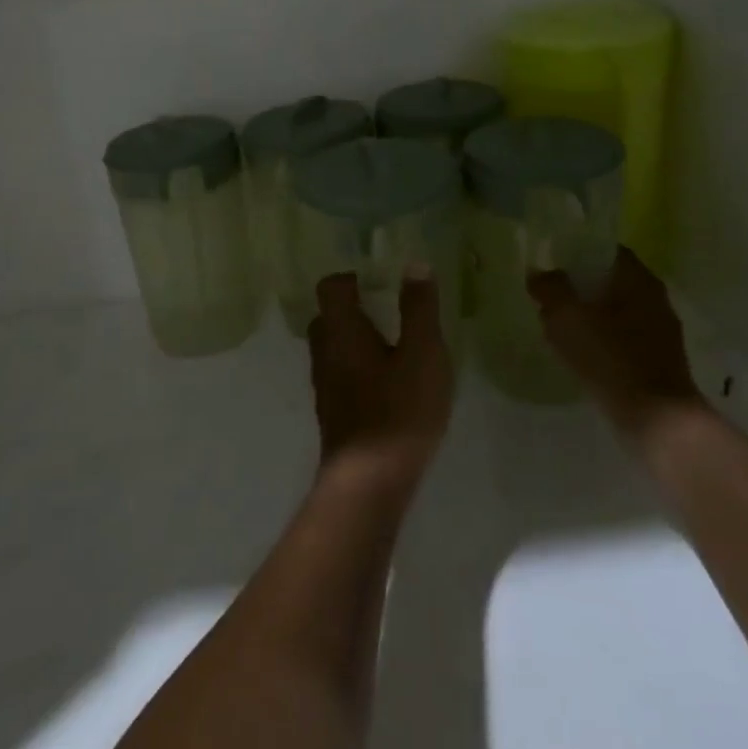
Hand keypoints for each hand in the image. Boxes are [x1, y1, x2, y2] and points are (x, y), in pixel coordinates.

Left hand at [307, 270, 454, 494]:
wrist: (369, 483)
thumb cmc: (399, 411)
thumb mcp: (422, 354)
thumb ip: (419, 309)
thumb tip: (414, 264)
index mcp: (342, 331)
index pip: (330, 288)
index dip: (350, 278)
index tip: (377, 280)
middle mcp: (325, 354)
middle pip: (327, 318)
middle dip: (351, 310)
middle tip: (385, 310)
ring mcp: (325, 388)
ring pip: (332, 350)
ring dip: (354, 342)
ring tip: (391, 347)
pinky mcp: (333, 416)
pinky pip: (340, 377)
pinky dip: (357, 370)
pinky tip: (387, 386)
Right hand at [527, 248, 699, 436]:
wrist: (658, 421)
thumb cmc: (612, 359)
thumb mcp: (568, 318)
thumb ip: (550, 289)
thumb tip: (539, 274)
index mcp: (639, 280)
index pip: (607, 251)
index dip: (579, 253)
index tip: (553, 264)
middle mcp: (655, 300)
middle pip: (611, 282)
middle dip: (580, 288)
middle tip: (549, 298)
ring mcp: (660, 333)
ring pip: (616, 313)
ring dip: (589, 317)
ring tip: (558, 329)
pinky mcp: (658, 362)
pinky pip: (622, 340)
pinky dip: (601, 342)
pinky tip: (580, 356)